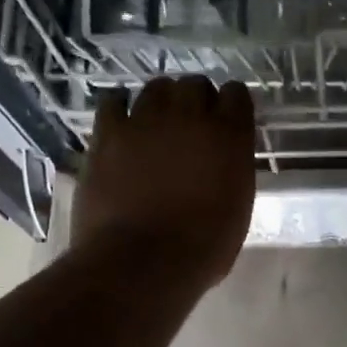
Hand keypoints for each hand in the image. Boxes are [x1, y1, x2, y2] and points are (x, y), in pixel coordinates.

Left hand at [69, 77, 256, 293]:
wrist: (143, 261)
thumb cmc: (203, 248)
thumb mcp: (238, 208)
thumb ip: (232, 171)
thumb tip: (222, 162)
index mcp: (230, 136)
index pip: (237, 94)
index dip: (232, 106)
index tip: (228, 122)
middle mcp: (191, 116)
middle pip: (195, 85)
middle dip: (197, 100)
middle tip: (192, 126)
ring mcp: (146, 120)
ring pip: (156, 88)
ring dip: (161, 102)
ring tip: (157, 124)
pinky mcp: (108, 133)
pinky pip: (113, 101)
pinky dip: (120, 108)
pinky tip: (123, 125)